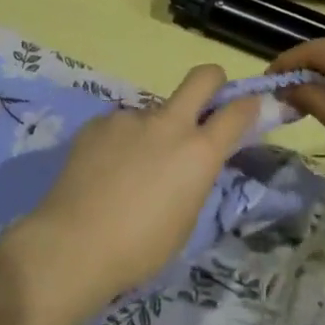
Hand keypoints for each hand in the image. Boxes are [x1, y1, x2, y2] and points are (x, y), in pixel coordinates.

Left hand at [13, 65, 258, 312]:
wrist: (74, 244)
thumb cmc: (140, 247)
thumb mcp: (186, 219)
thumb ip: (195, 178)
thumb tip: (192, 161)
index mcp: (199, 152)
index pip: (239, 111)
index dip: (250, 106)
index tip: (250, 110)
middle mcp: (169, 124)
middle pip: (203, 77)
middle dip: (213, 83)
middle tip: (205, 107)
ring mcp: (130, 118)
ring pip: (154, 111)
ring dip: (154, 131)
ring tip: (130, 170)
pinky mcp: (98, 122)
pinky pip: (121, 125)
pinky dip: (121, 142)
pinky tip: (104, 171)